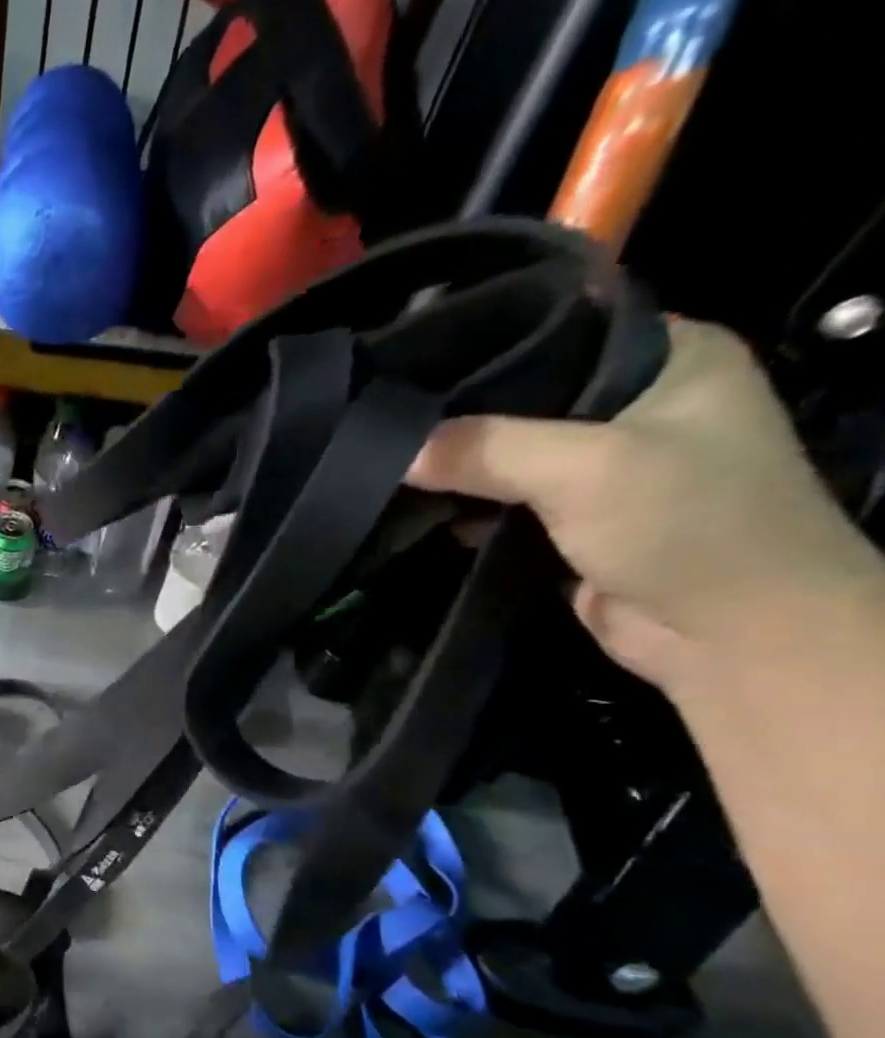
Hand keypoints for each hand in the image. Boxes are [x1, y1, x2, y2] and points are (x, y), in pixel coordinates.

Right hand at [406, 318, 879, 693]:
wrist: (730, 634)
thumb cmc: (685, 525)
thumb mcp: (585, 469)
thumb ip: (486, 451)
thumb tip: (394, 449)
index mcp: (668, 356)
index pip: (559, 331)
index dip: (483, 346)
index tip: (406, 365)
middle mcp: (636, 402)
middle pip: (523, 398)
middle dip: (455, 416)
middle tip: (379, 420)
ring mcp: (603, 466)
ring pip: (506, 455)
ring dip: (453, 468)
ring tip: (380, 464)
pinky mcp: (571, 520)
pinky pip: (501, 502)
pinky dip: (461, 508)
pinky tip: (409, 509)